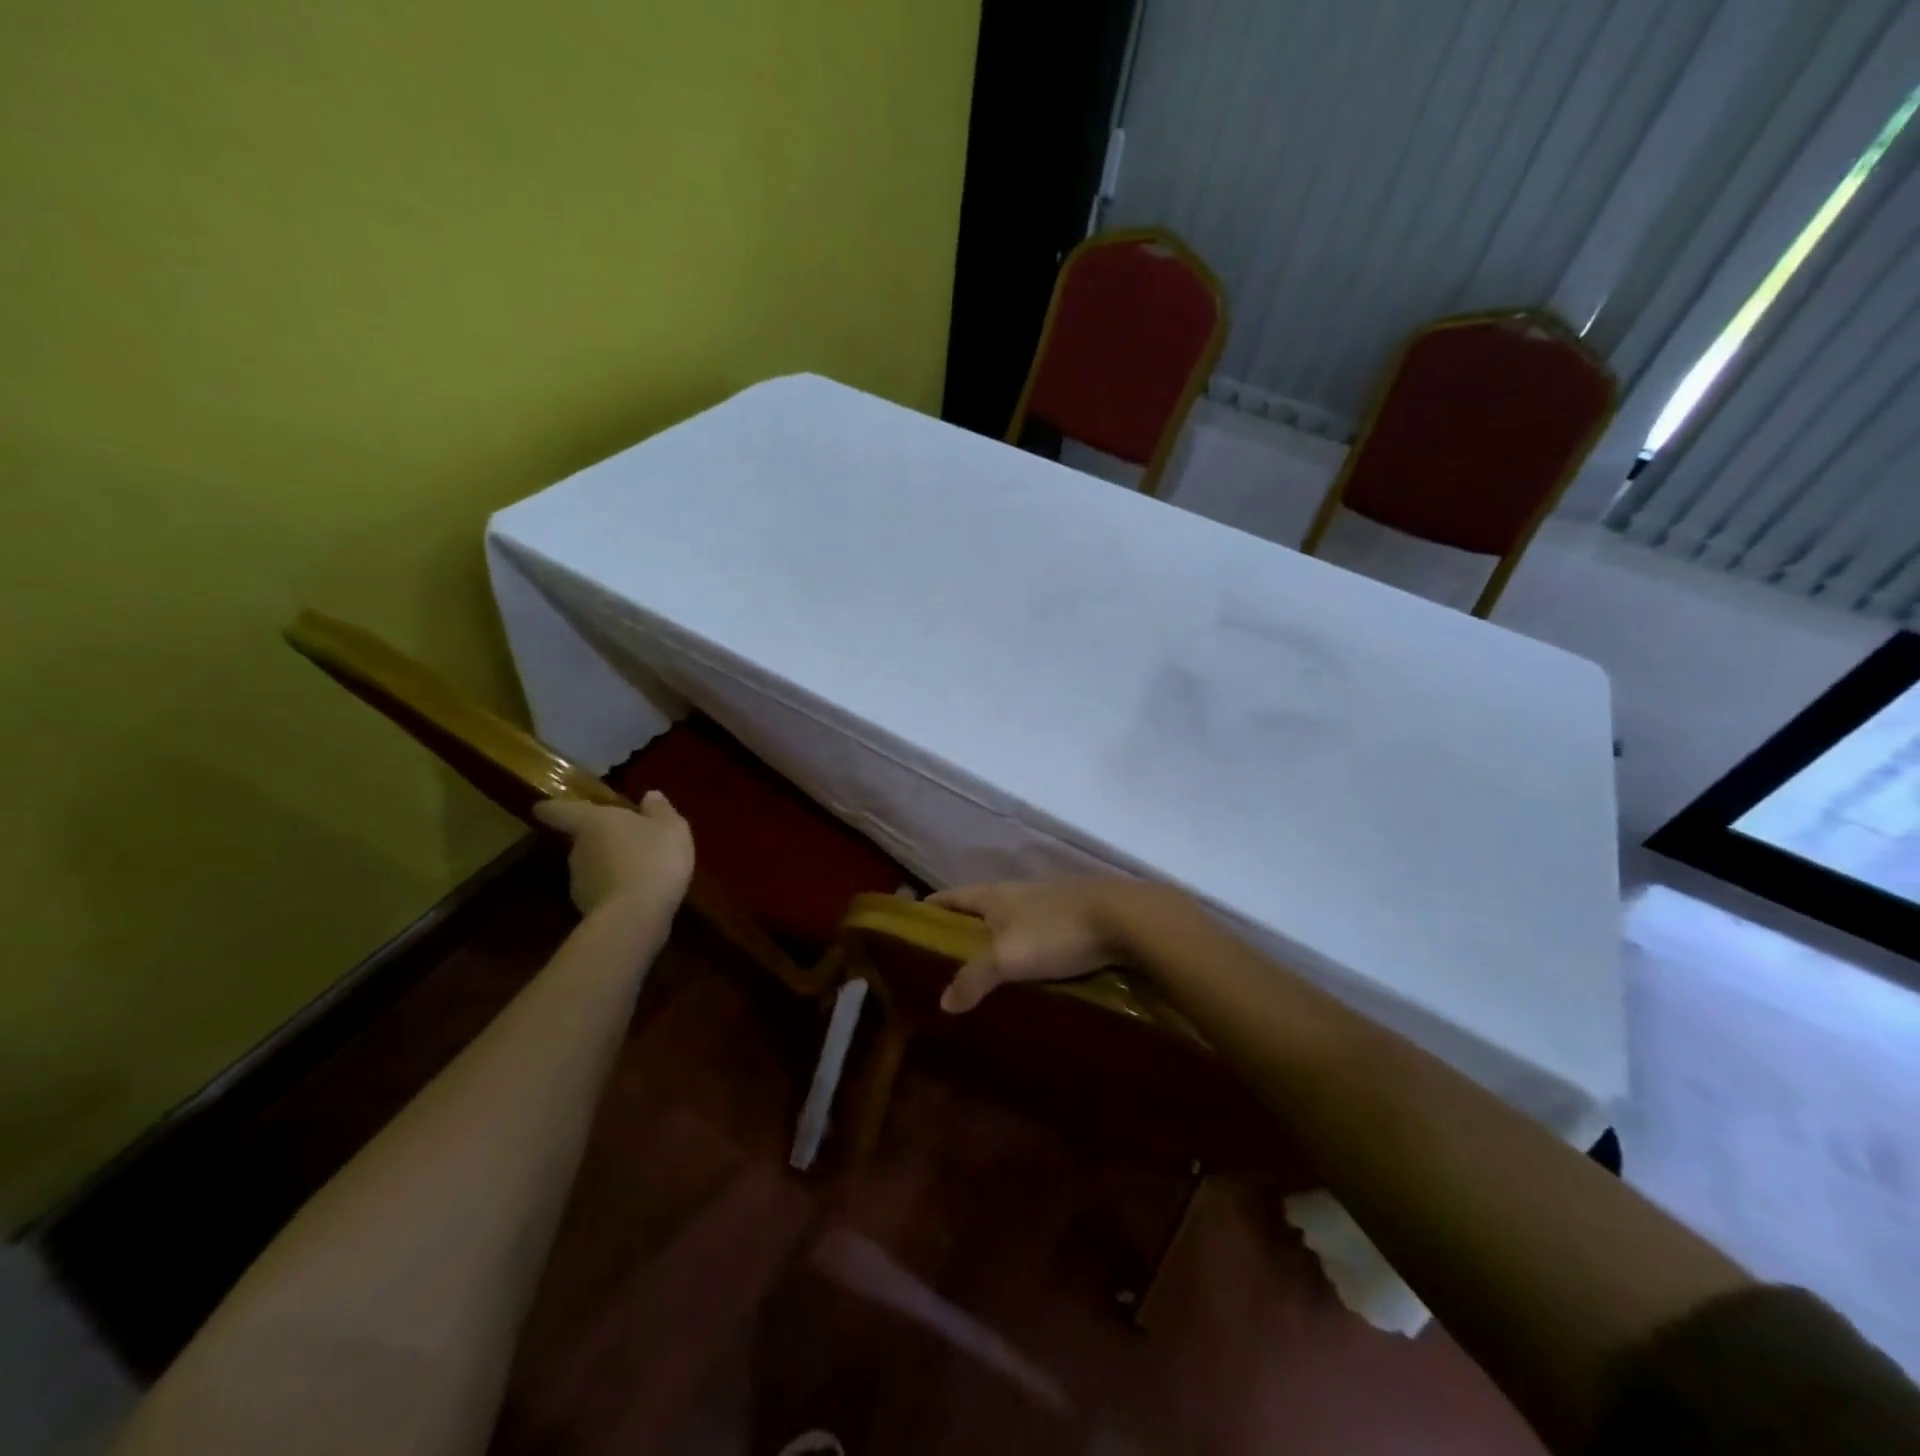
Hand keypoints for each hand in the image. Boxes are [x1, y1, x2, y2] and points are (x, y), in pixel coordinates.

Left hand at [533, 793, 693, 918]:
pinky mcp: (588, 909)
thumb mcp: (670, 827)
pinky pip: (603, 891)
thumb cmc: (652, 858)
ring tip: (640, 869)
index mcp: (591, 822)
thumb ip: (659, 810)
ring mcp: (579, 882)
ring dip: (610, 865)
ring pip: (593, 866)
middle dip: (601, 839)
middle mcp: (577, 849)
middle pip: (581, 839)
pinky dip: (617, 889)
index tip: (544, 807)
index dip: (552, 807)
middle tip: (627, 840)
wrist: (636, 916)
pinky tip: (640, 893)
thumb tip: (649, 795)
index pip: (558, 810)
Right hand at [926, 877, 1134, 1013]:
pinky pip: (1041, 930)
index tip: (912, 922)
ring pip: (1013, 917)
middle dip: (964, 927)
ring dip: (997, 936)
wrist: (1126, 917)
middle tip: (946, 957)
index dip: (931, 907)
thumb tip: (943, 1003)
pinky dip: (1028, 945)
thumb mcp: (1008, 957)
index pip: (952, 896)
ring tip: (987, 967)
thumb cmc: (1056, 931)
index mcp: (995, 895)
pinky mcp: (1077, 915)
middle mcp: (1019, 891)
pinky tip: (1032, 966)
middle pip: (982, 906)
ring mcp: (1051, 900)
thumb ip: (973, 978)